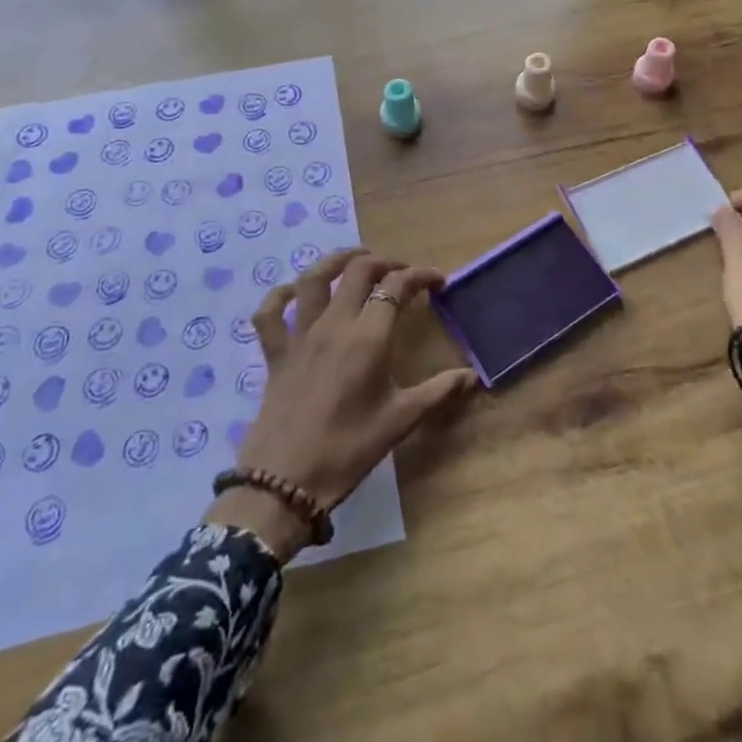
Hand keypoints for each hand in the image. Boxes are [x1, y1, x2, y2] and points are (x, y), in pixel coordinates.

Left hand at [204, 249, 475, 560]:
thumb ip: (438, 393)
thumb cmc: (348, 450)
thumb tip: (472, 377)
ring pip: (313, 279)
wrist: (284, 483)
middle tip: (402, 273)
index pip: (397, 287)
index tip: (438, 282)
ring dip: (336, 261)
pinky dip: (279, 296)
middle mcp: (334, 325)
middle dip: (385, 262)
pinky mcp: (275, 352)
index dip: (420, 276)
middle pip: (359, 271)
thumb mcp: (400, 421)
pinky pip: (270, 313)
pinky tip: (293, 293)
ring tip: (355, 259)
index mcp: (368, 338)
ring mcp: (300, 335)